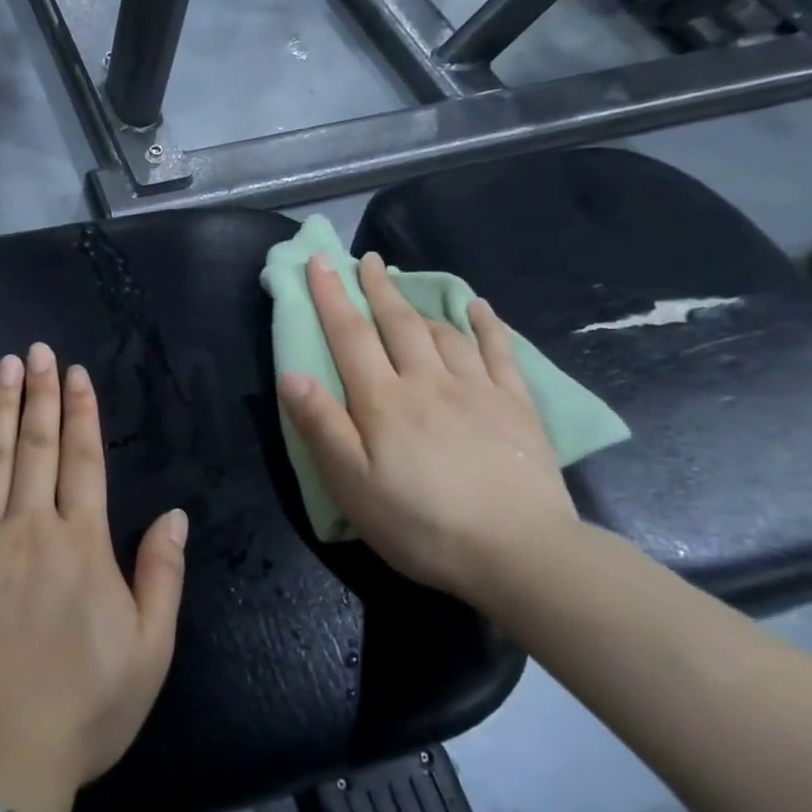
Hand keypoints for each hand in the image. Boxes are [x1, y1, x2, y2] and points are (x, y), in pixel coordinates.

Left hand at [0, 342, 187, 811]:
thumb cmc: (80, 708)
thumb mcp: (149, 652)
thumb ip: (163, 576)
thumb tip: (176, 515)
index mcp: (82, 544)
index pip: (84, 460)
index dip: (81, 413)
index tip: (77, 375)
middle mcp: (30, 526)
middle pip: (37, 445)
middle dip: (41, 393)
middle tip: (39, 350)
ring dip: (2, 407)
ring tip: (6, 366)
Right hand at [277, 253, 577, 598]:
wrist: (518, 552)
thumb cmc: (421, 524)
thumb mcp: (352, 485)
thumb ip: (321, 426)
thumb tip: (293, 374)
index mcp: (383, 401)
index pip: (350, 336)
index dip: (332, 296)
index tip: (320, 262)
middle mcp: (427, 382)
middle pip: (397, 323)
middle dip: (377, 288)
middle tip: (366, 260)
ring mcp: (476, 390)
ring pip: (443, 332)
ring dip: (420, 303)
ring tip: (406, 287)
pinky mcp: (516, 407)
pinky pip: (499, 352)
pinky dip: (486, 325)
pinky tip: (480, 308)